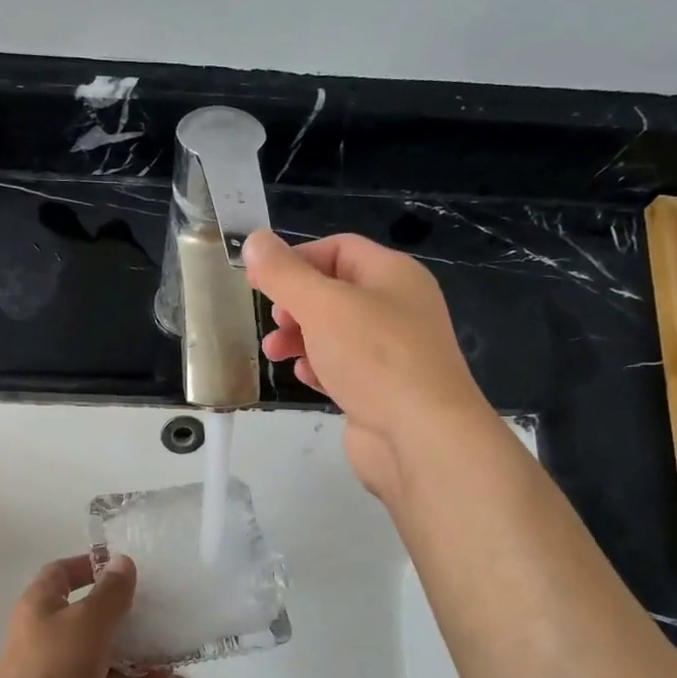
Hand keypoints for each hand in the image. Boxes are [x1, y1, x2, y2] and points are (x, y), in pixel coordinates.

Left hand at [0, 554, 169, 677]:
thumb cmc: (56, 665)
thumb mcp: (88, 619)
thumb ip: (111, 592)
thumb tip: (122, 563)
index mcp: (41, 606)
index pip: (62, 573)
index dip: (88, 565)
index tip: (122, 564)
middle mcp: (50, 634)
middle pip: (88, 612)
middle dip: (120, 606)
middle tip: (157, 599)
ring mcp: (65, 670)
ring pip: (104, 649)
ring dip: (134, 643)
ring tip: (170, 634)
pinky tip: (166, 673)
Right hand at [244, 230, 488, 502]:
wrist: (422, 437)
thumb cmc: (375, 358)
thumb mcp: (322, 305)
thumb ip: (284, 273)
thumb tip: (254, 241)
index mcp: (393, 275)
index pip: (339, 249)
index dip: (297, 259)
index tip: (261, 281)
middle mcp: (398, 308)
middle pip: (335, 292)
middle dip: (295, 304)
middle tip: (274, 321)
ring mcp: (393, 353)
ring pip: (336, 334)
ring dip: (300, 338)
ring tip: (274, 354)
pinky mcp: (383, 391)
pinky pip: (345, 369)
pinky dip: (320, 368)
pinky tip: (305, 377)